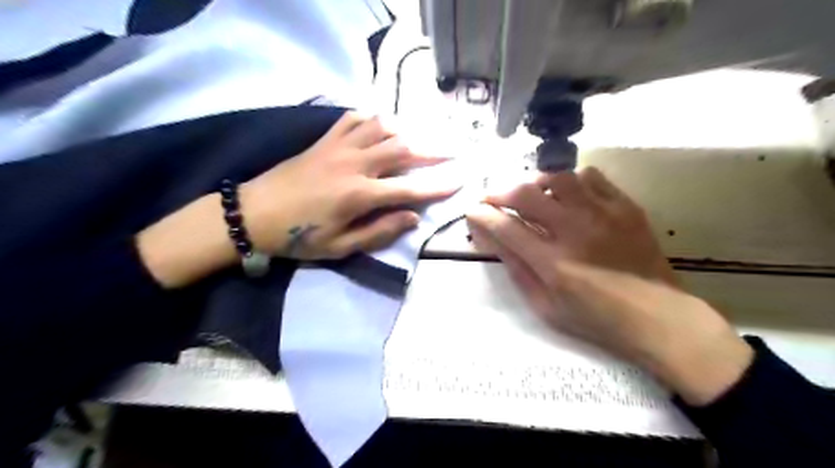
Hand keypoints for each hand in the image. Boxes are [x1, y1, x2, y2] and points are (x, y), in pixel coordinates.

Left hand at [138, 113, 459, 289]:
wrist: (253, 214)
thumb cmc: (298, 236)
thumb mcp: (340, 246)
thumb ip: (379, 231)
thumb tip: (413, 217)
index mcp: (359, 195)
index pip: (409, 189)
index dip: (437, 186)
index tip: (459, 181)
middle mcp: (354, 164)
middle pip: (402, 150)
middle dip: (431, 150)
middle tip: (451, 151)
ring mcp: (338, 147)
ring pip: (381, 128)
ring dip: (406, 131)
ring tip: (421, 138)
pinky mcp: (324, 140)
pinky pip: (354, 120)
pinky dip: (372, 119)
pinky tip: (382, 125)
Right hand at [467, 169, 753, 405]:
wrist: (658, 317)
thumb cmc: (595, 319)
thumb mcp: (545, 306)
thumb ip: (517, 270)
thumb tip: (493, 240)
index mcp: (552, 263)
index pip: (505, 227)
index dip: (482, 215)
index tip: (472, 211)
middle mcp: (574, 230)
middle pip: (525, 194)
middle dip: (499, 192)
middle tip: (492, 199)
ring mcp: (602, 213)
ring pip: (557, 177)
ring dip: (534, 183)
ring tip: (531, 195)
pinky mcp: (624, 206)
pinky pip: (590, 176)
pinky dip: (570, 181)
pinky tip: (567, 195)